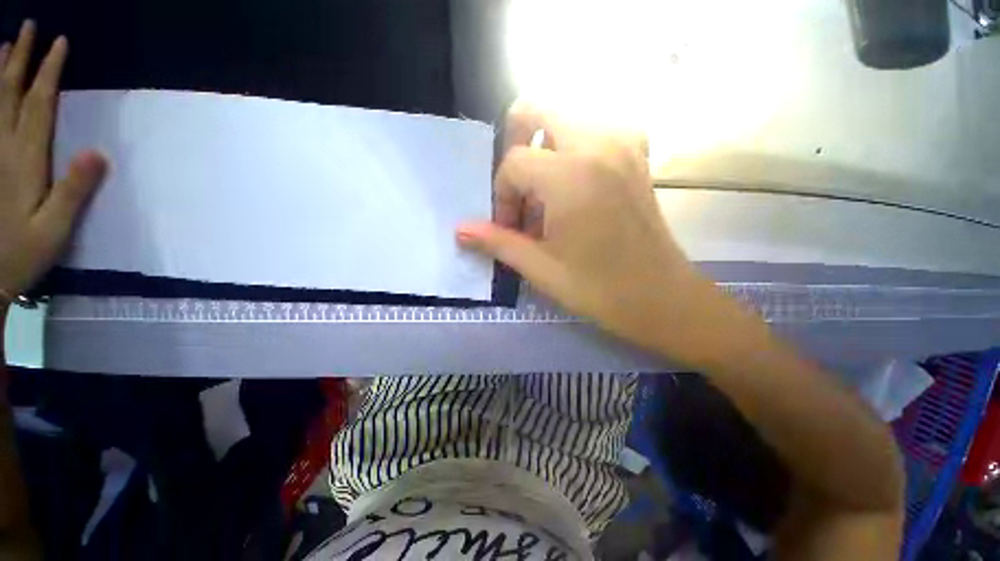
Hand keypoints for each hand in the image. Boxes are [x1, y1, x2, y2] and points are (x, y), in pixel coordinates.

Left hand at [0, 21, 105, 306]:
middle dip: (19, 58)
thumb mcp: (55, 229)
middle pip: (9, 94)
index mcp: (25, 160)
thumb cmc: (21, 254)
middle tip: (28, 28)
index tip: (59, 43)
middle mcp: (2, 148)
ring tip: (3, 44)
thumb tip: (99, 152)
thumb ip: (74, 191)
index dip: (48, 72)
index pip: (39, 104)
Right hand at [457, 102, 714, 360]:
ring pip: (565, 118)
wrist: (662, 297)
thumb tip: (460, 231)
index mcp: (571, 174)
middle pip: (537, 111)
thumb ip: (498, 242)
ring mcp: (623, 143)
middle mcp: (598, 143)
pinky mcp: (637, 154)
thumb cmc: (599, 289)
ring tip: (547, 197)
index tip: (510, 227)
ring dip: (544, 150)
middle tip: (519, 189)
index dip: (503, 195)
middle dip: (515, 145)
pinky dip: (572, 150)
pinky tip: (573, 189)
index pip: (513, 162)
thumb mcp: (540, 268)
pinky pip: (593, 131)